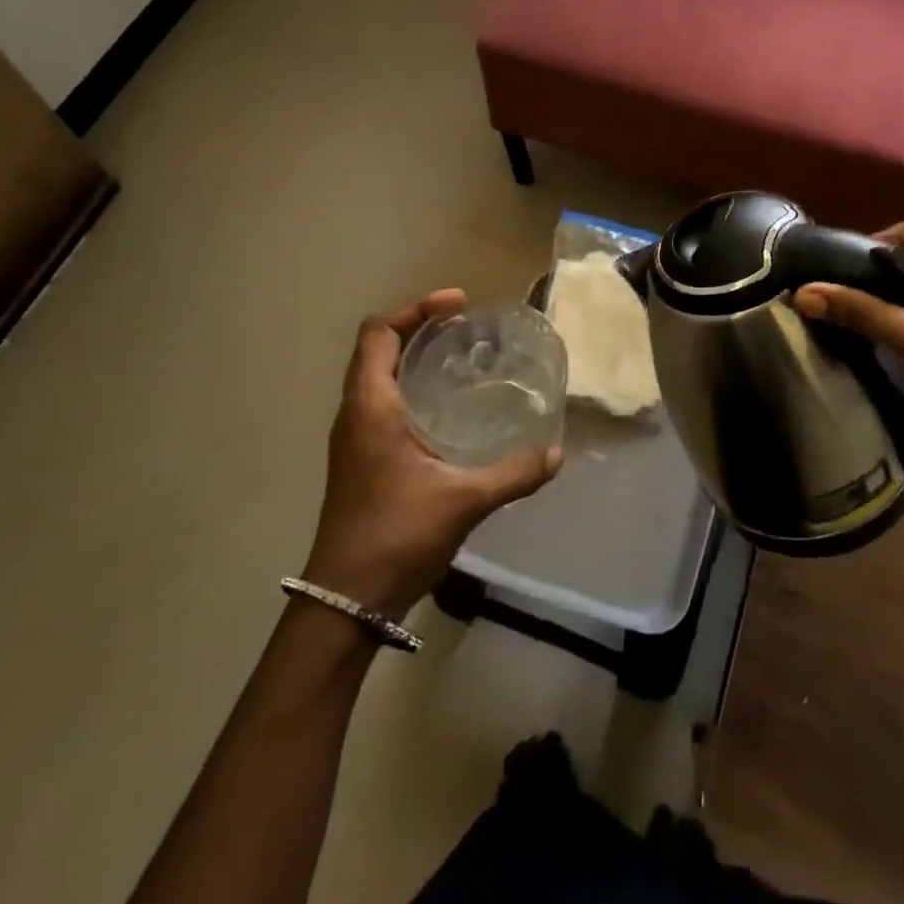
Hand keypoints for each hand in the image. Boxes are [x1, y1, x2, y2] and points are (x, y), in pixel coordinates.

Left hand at [304, 290, 562, 619]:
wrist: (346, 599)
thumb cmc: (396, 535)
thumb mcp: (463, 500)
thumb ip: (514, 473)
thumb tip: (557, 453)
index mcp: (370, 406)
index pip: (379, 332)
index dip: (415, 308)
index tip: (458, 304)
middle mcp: (356, 413)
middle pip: (378, 347)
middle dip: (419, 326)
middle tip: (467, 326)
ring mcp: (356, 437)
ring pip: (379, 375)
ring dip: (414, 356)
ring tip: (462, 356)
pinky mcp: (362, 458)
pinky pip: (384, 401)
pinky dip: (413, 385)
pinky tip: (449, 406)